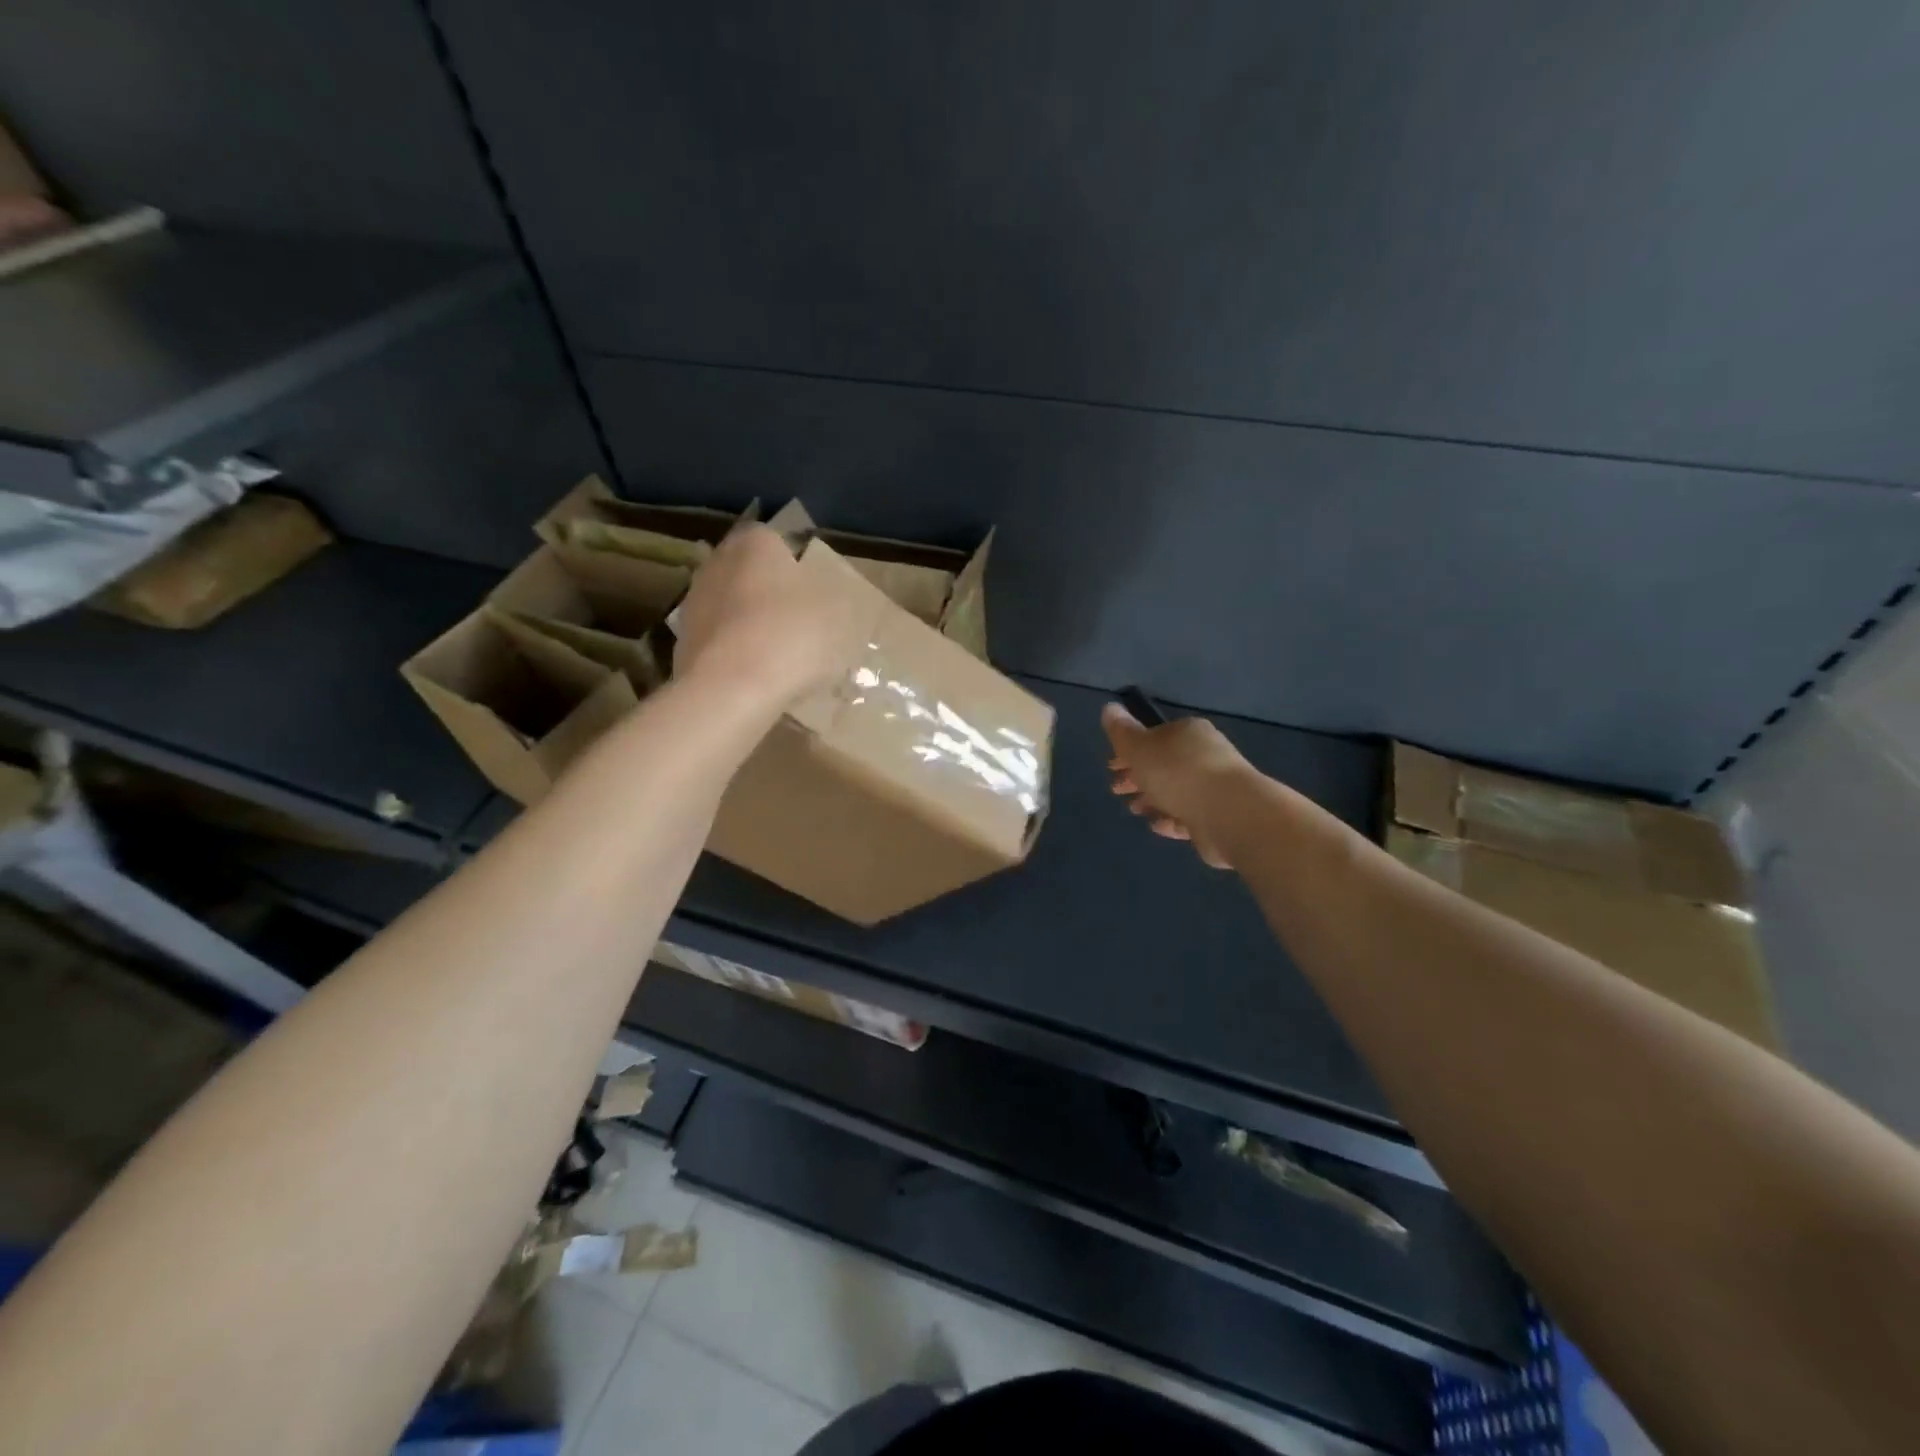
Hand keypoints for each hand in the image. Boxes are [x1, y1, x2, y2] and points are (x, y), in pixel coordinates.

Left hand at [674, 524, 863, 709]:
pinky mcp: (681, 641)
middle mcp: (717, 561)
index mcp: (755, 543)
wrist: (728, 689)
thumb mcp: (836, 617)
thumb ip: (835, 602)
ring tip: (778, 656)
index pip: (777, 541)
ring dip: (749, 623)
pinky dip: (733, 652)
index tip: (814, 593)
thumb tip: (833, 602)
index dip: (796, 566)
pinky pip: (718, 640)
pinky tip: (754, 677)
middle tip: (798, 624)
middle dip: (769, 593)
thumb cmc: (790, 637)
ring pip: (731, 607)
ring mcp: (693, 602)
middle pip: (750, 573)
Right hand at [1102, 703, 1258, 868]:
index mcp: (1187, 733)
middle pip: (1164, 764)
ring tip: (1136, 810)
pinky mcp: (1221, 815)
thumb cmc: (1177, 772)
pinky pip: (1190, 814)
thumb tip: (1109, 707)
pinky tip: (1158, 825)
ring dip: (1153, 799)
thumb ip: (1121, 731)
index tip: (1111, 767)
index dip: (1129, 751)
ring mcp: (1216, 786)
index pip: (1154, 737)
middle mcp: (1205, 754)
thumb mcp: (1139, 747)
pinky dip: (1172, 818)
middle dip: (1138, 777)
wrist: (1228, 812)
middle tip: (1117, 790)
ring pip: (1176, 790)